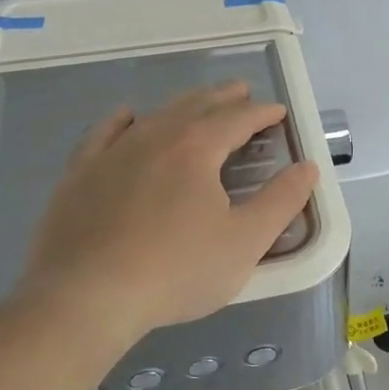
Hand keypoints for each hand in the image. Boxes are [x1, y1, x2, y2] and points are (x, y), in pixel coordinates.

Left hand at [15, 82, 319, 337]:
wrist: (86, 297)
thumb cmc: (177, 271)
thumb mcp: (245, 242)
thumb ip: (282, 201)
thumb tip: (308, 167)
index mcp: (196, 148)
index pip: (237, 119)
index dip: (262, 113)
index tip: (278, 112)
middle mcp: (155, 137)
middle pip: (196, 107)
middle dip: (224, 98)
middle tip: (242, 92)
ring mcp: (112, 153)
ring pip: (155, 115)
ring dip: (183, 105)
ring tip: (198, 103)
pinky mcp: (80, 174)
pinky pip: (104, 133)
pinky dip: (123, 120)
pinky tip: (128, 116)